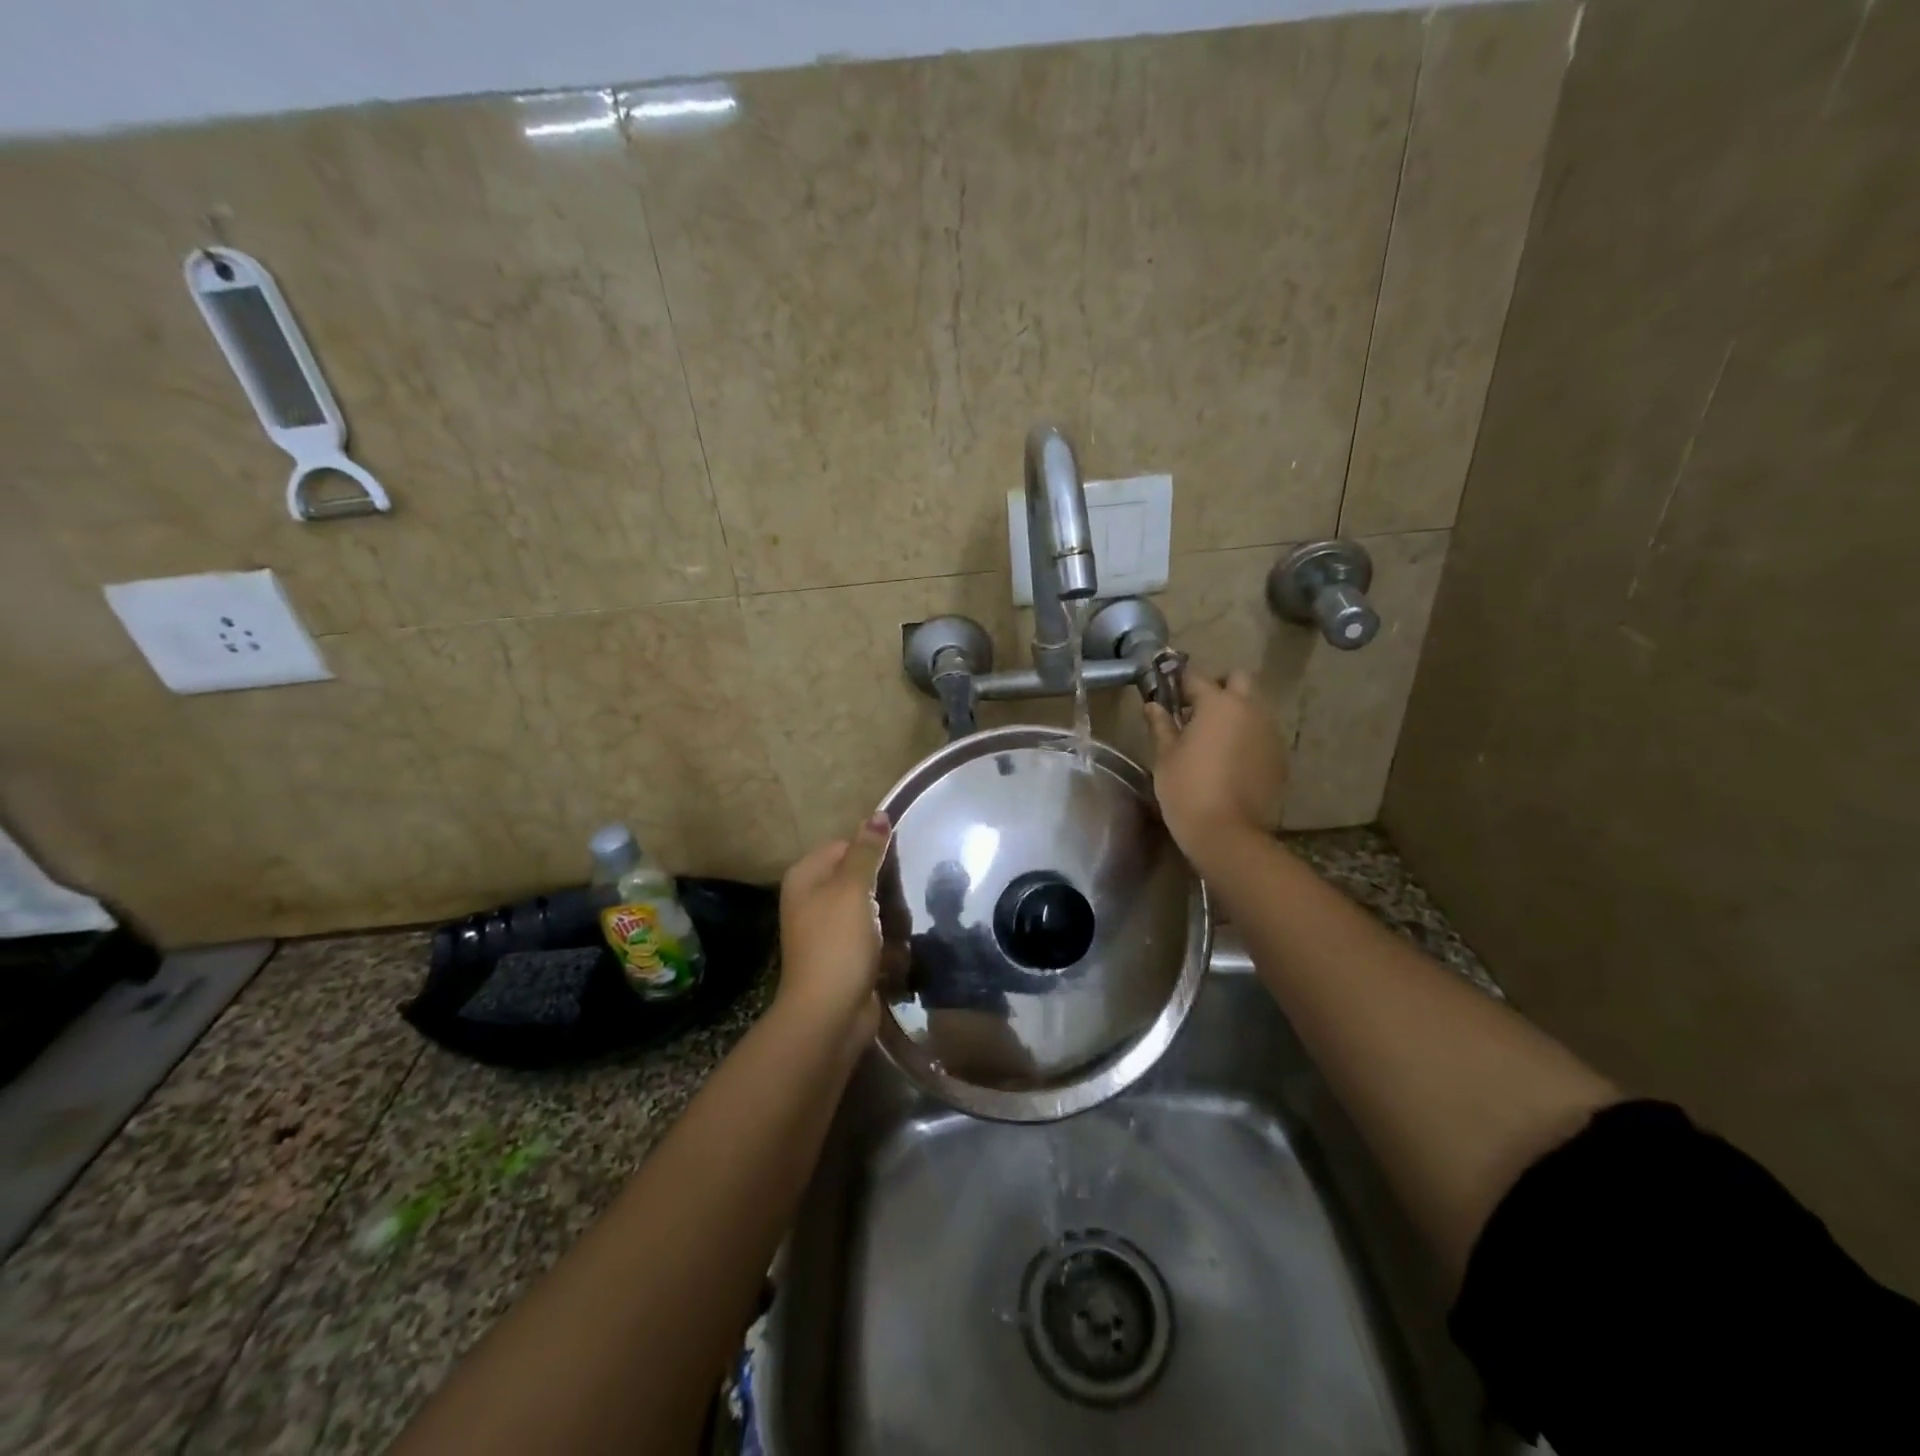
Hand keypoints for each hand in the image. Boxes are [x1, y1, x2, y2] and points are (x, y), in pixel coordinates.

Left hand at [775, 815, 892, 1037]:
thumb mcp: (853, 889)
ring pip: (868, 907)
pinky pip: (870, 936)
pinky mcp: (843, 956)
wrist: (829, 1014)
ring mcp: (826, 930)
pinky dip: (885, 940)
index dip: (872, 853)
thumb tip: (878, 813)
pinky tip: (900, 945)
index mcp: (805, 877)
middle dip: (883, 885)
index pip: (844, 846)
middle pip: (857, 877)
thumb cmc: (838, 943)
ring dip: (889, 914)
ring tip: (906, 920)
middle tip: (904, 892)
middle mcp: (811, 900)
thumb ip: (867, 851)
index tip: (898, 865)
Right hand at [1143, 669, 1286, 857]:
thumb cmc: (1187, 789)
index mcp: (1218, 704)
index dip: (1179, 681)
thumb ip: (1162, 725)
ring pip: (1254, 707)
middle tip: (1197, 710)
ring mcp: (1270, 733)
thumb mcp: (1166, 756)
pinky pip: (1262, 734)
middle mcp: (1250, 710)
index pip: (1196, 677)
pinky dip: (1247, 737)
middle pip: (1239, 680)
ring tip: (1214, 738)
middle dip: (1219, 687)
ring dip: (1236, 712)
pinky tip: (1231, 760)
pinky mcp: (1280, 757)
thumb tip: (1153, 705)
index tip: (1168, 692)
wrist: (1228, 833)